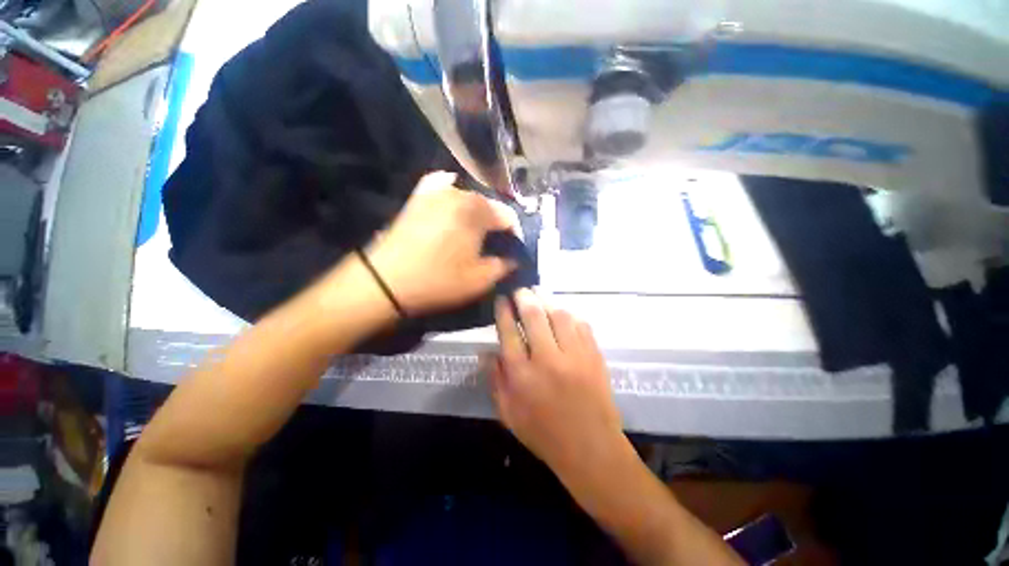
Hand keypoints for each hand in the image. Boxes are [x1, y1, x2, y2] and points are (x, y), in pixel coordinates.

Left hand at [367, 171, 518, 313]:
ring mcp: (435, 191)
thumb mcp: (480, 280)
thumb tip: (514, 259)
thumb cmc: (439, 281)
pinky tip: (453, 203)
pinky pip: (441, 186)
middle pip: (489, 206)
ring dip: (477, 214)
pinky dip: (452, 194)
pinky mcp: (418, 197)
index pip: (508, 216)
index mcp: (477, 211)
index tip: (512, 252)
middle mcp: (458, 193)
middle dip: (496, 225)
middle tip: (494, 246)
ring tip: (474, 233)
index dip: (514, 235)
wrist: (386, 281)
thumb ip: (504, 266)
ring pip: (468, 198)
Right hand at [488, 290, 625, 473]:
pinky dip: (570, 315)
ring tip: (539, 294)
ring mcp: (575, 356)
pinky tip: (563, 313)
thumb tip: (487, 352)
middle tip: (520, 291)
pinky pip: (582, 325)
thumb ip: (495, 380)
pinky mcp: (594, 356)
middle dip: (524, 297)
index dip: (503, 312)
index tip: (501, 299)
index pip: (508, 332)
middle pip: (534, 316)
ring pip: (560, 315)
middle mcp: (547, 360)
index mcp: (522, 375)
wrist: (591, 449)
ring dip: (547, 300)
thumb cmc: (544, 434)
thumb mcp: (508, 414)